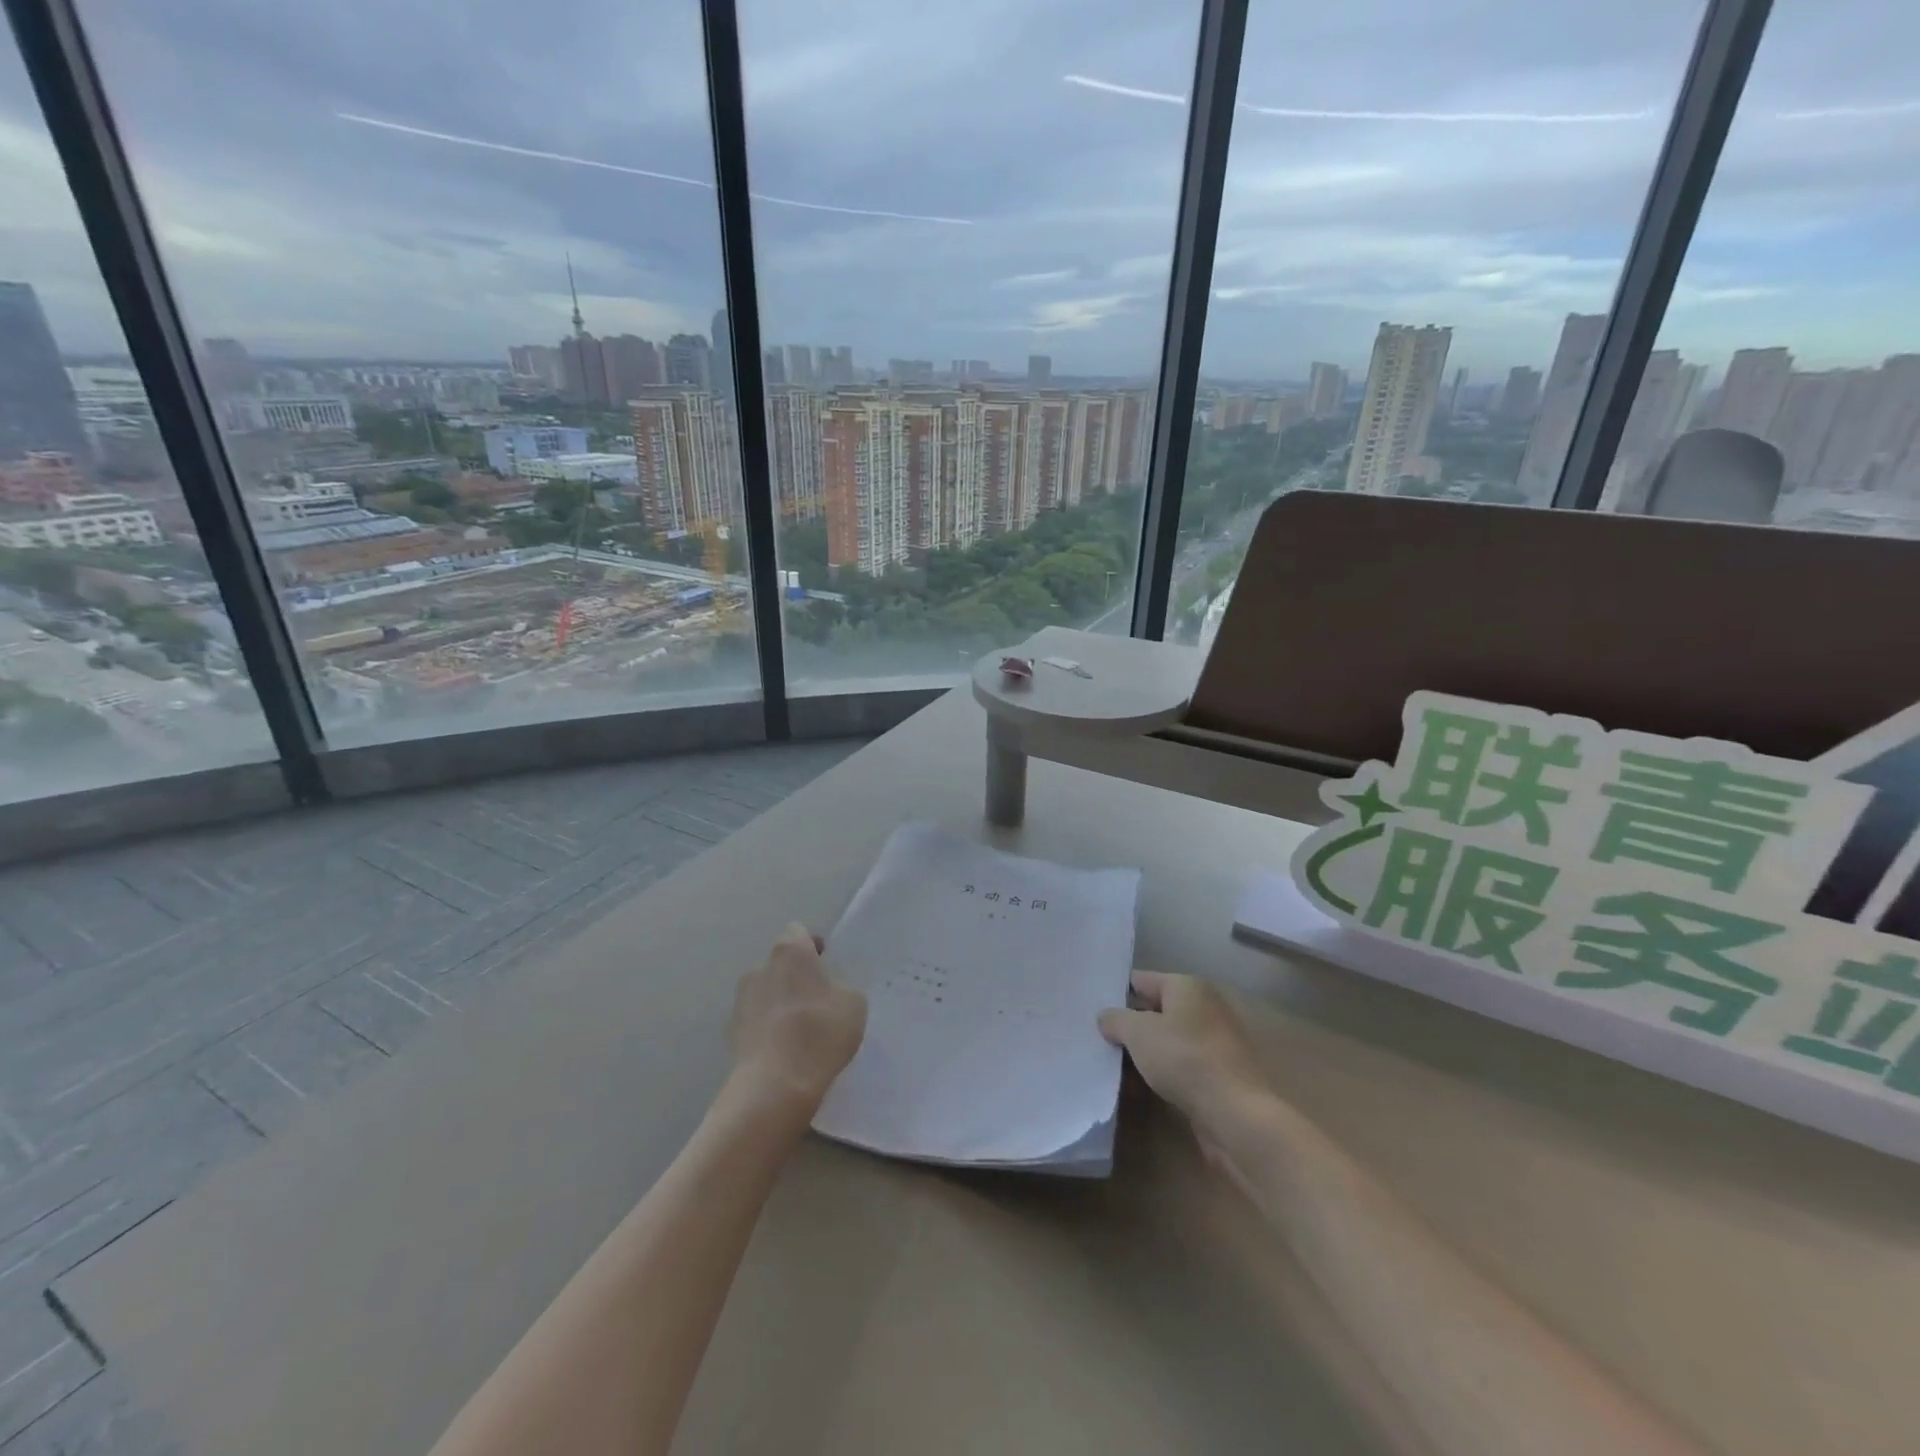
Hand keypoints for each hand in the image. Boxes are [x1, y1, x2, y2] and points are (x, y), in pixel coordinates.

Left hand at [729, 923, 866, 1112]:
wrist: (774, 1086)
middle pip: (780, 962)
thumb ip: (841, 988)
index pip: (799, 933)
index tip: (826, 964)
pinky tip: (784, 1050)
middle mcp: (760, 967)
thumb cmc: (820, 1033)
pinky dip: (768, 1027)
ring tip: (800, 1029)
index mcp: (790, 951)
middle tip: (818, 999)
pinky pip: (755, 1019)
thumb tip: (830, 992)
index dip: (813, 946)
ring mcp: (740, 999)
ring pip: (766, 991)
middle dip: (796, 976)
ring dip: (780, 1001)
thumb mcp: (854, 1005)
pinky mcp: (730, 1031)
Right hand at [1099, 971, 1270, 1138]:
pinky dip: (1158, 1072)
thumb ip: (1116, 1019)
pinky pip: (1177, 1065)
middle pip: (1154, 1010)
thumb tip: (1106, 1017)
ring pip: (1165, 1040)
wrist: (1235, 1113)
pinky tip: (1137, 1086)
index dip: (1115, 992)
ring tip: (1111, 1065)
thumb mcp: (1138, 1032)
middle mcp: (1203, 1007)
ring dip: (1141, 1052)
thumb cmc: (1184, 1058)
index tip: (1090, 1007)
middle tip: (1095, 1037)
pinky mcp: (1216, 1073)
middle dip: (1127, 1025)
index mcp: (1187, 987)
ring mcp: (1212, 1042)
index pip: (1141, 980)